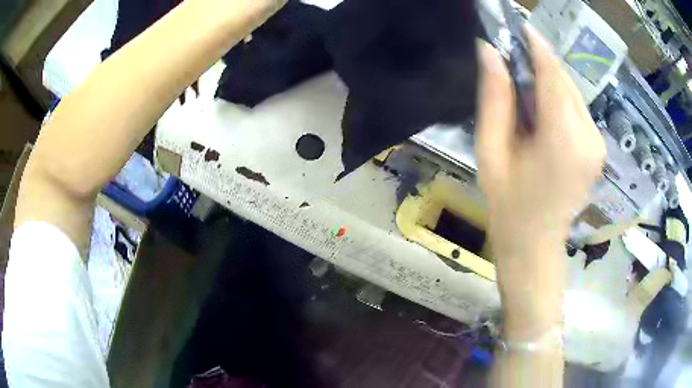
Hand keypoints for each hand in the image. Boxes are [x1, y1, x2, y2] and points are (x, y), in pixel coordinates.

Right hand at [474, 26, 604, 335]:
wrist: (535, 244)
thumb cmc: (508, 204)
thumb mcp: (491, 151)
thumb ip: (495, 98)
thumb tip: (490, 52)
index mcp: (563, 140)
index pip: (553, 75)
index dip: (537, 46)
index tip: (520, 26)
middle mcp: (589, 137)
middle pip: (565, 81)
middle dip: (541, 63)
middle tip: (513, 58)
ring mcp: (598, 144)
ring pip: (573, 93)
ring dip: (549, 81)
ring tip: (525, 88)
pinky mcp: (598, 148)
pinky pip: (578, 109)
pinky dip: (559, 99)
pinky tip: (542, 112)